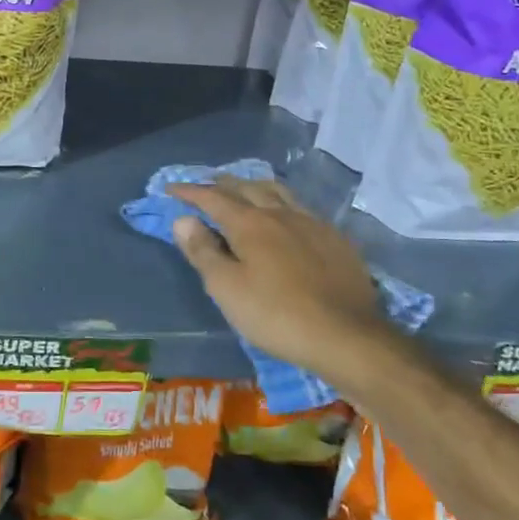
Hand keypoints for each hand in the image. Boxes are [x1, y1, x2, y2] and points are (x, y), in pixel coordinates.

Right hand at [171, 177, 394, 387]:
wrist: (347, 336)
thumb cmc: (276, 314)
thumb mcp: (227, 288)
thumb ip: (203, 251)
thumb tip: (183, 219)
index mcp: (250, 223)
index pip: (213, 198)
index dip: (190, 191)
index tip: (171, 188)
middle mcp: (281, 213)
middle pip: (247, 188)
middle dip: (222, 184)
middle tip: (207, 185)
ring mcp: (312, 223)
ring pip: (278, 192)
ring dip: (255, 187)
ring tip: (245, 189)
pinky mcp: (336, 239)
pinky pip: (302, 208)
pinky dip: (283, 204)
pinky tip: (287, 217)